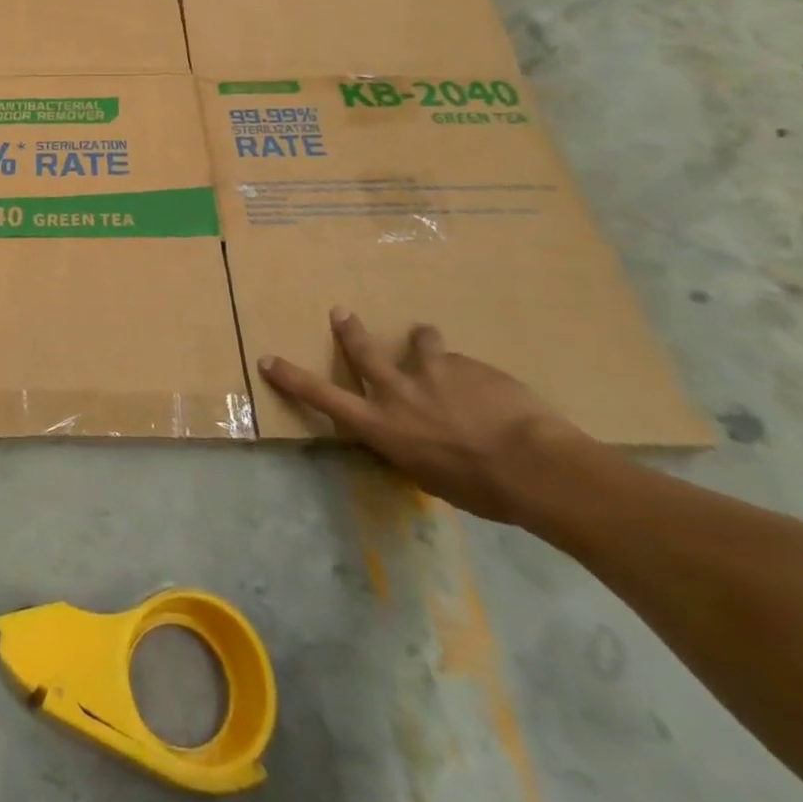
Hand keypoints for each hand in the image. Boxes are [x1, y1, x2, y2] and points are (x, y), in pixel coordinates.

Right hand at [259, 308, 589, 522]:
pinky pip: (462, 364)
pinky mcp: (466, 364)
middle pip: (364, 353)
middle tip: (341, 312)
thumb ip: (413, 448)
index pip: (324, 398)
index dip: (292, 378)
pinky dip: (469, 374)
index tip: (268, 359)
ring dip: (423, 342)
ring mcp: (431, 372)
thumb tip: (414, 438)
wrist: (535, 465)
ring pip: (421, 344)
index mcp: (382, 426)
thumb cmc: (482, 489)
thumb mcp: (431, 477)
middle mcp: (397, 392)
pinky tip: (493, 392)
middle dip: (349, 331)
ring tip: (427, 337)